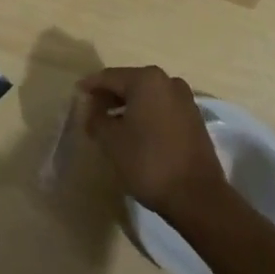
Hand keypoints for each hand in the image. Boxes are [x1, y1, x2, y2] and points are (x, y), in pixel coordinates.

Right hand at [78, 66, 234, 227]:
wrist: (197, 197)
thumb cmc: (148, 162)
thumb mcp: (111, 140)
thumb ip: (96, 118)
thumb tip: (91, 110)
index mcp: (146, 79)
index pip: (109, 77)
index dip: (90, 86)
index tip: (77, 94)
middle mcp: (168, 81)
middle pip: (130, 83)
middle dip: (110, 96)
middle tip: (92, 111)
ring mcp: (185, 100)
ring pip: (147, 97)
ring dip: (128, 107)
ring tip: (111, 124)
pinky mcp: (194, 120)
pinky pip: (162, 109)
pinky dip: (146, 115)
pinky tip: (135, 133)